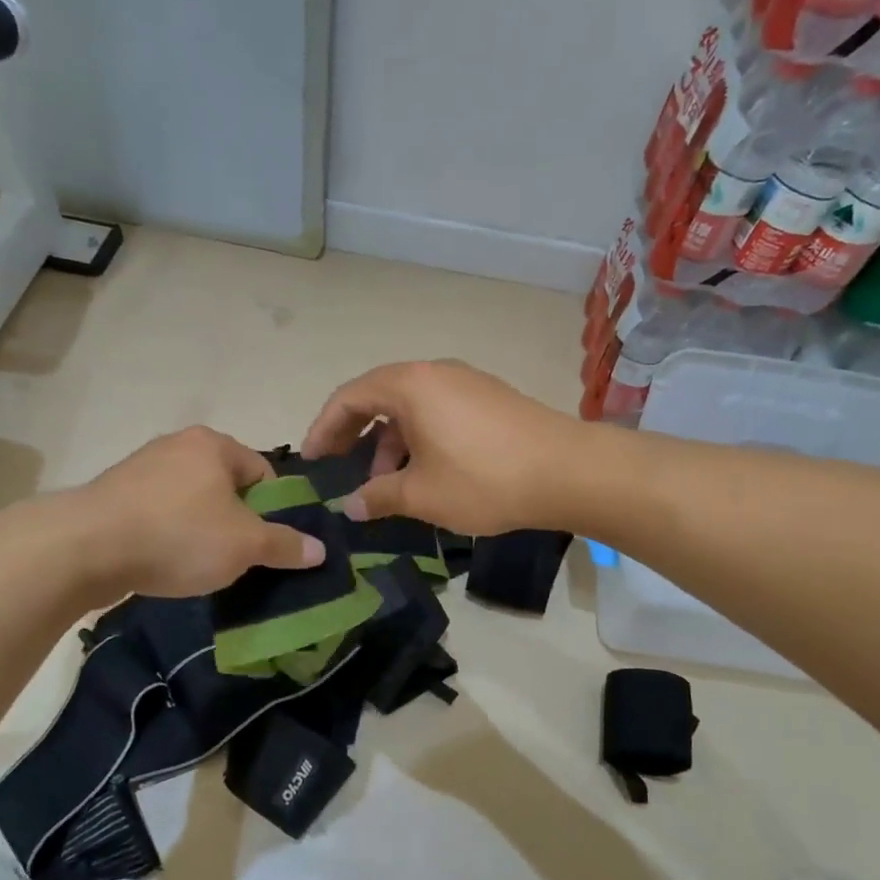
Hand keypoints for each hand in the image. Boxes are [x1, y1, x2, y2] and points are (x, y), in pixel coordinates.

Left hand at [72, 427, 325, 598]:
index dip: (274, 511)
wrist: (84, 548)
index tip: (269, 544)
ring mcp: (141, 468)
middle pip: (226, 487)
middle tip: (239, 558)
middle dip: (236, 522)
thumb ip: (285, 545)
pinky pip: (158, 514)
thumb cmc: (178, 535)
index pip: (264, 473)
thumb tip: (320, 549)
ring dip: (202, 531)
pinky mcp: (113, 496)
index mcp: (213, 444)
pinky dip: (169, 536)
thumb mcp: (245, 545)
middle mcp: (177, 446)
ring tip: (201, 566)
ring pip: (191, 502)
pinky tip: (165, 562)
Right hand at [301, 360, 586, 536]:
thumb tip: (350, 506)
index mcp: (410, 385)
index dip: (323, 429)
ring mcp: (466, 383)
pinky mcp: (490, 399)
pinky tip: (425, 473)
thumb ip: (378, 496)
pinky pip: (438, 412)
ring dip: (390, 442)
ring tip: (387, 483)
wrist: (569, 471)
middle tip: (340, 470)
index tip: (311, 461)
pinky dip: (419, 438)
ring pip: (411, 408)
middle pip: (378, 397)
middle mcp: (435, 373)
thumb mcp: (422, 494)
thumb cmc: (484, 479)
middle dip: (354, 436)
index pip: (348, 397)